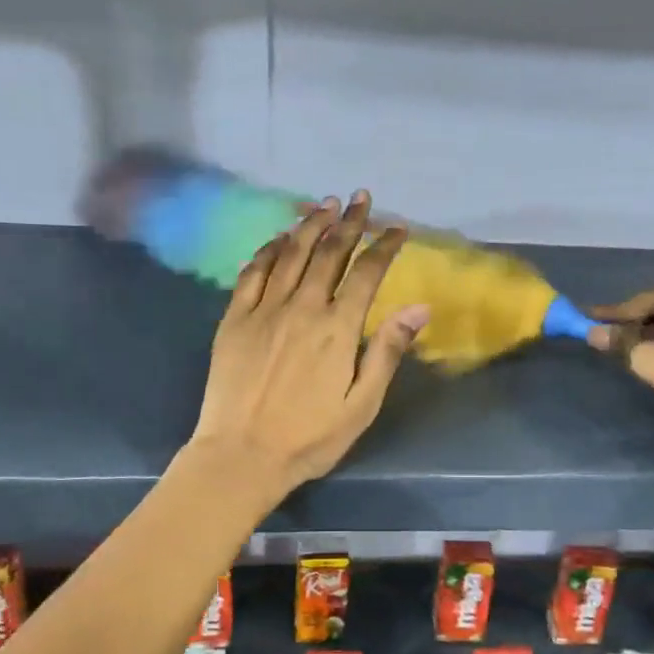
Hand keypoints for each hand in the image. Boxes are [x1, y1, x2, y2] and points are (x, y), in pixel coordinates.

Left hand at [191, 190, 429, 493]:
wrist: (242, 455)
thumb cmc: (310, 438)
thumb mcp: (361, 404)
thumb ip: (387, 351)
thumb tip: (419, 307)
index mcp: (337, 329)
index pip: (366, 272)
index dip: (384, 245)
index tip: (398, 227)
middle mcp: (302, 308)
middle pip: (328, 253)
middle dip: (349, 222)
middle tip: (361, 198)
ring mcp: (264, 310)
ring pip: (290, 254)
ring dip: (310, 225)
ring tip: (325, 204)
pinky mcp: (234, 319)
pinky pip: (252, 272)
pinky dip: (268, 249)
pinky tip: (278, 237)